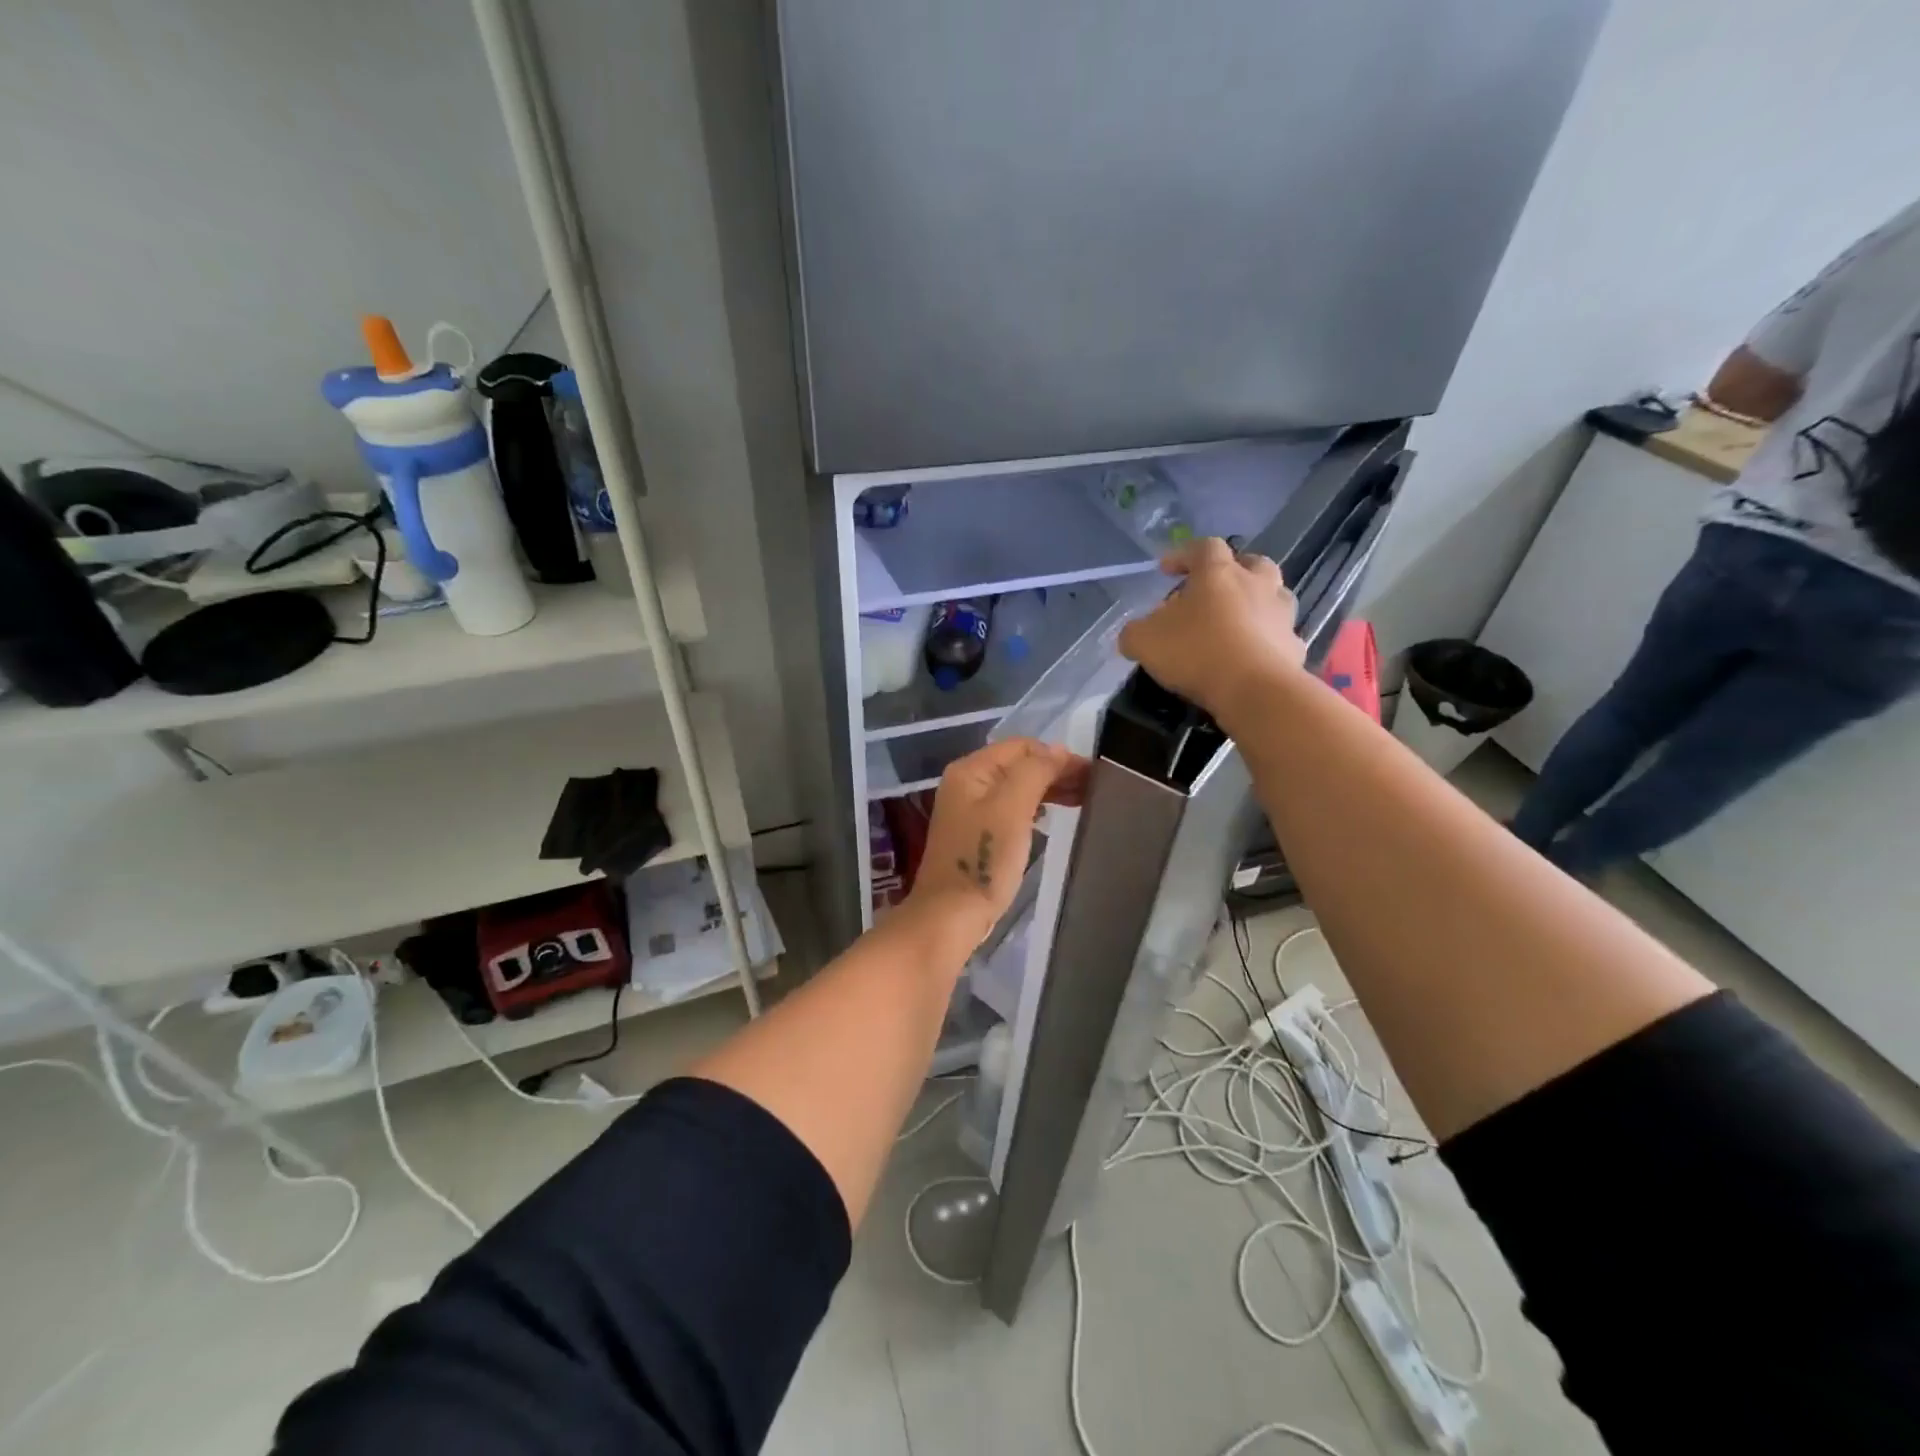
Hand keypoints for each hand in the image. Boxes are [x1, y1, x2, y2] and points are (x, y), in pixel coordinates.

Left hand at [901, 739, 1088, 949]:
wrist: (951, 915)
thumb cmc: (984, 859)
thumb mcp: (1012, 808)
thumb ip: (1036, 771)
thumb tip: (1058, 751)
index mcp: (970, 770)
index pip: (1021, 746)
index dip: (1058, 755)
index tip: (1093, 773)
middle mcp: (966, 783)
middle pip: (1018, 765)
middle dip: (1056, 771)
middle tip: (1094, 788)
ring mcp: (969, 810)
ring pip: (1017, 787)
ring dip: (1049, 789)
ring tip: (1083, 800)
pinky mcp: (977, 834)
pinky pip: (1011, 809)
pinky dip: (1035, 808)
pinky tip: (1052, 817)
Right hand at [1118, 537, 1305, 723]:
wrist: (1254, 690)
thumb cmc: (1196, 652)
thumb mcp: (1144, 641)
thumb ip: (1135, 632)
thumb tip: (1135, 633)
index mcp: (1219, 573)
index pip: (1203, 547)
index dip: (1183, 555)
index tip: (1166, 570)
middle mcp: (1257, 585)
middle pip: (1252, 564)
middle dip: (1233, 572)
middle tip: (1213, 591)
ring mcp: (1281, 615)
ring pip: (1273, 597)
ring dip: (1255, 604)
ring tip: (1234, 625)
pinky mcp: (1294, 647)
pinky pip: (1278, 636)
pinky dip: (1265, 641)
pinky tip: (1249, 659)